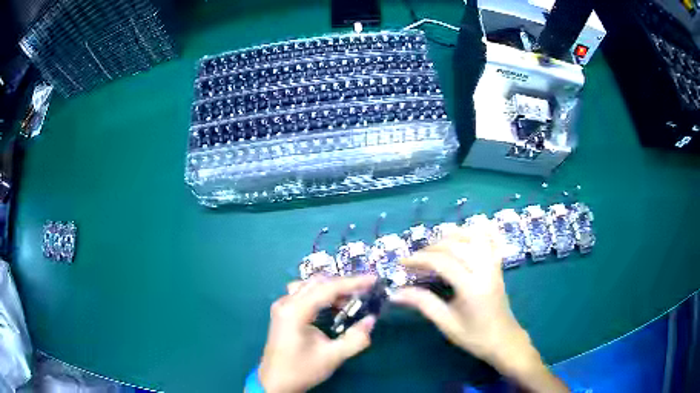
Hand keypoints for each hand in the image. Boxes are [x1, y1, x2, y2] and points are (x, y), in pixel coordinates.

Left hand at [259, 276, 376, 392]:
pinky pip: (303, 293)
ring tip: (350, 299)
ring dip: (331, 289)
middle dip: (343, 285)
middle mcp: (286, 303)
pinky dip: (321, 295)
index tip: (373, 280)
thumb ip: (355, 339)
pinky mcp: (283, 312)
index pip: (327, 288)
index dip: (352, 283)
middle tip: (364, 292)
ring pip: (309, 286)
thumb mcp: (332, 357)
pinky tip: (332, 306)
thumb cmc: (301, 370)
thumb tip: (371, 320)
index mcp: (295, 311)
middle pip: (317, 283)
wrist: (275, 382)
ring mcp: (282, 306)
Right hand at [392, 227, 525, 365]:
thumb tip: (395, 293)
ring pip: (473, 237)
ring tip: (435, 246)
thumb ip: (423, 303)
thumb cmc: (474, 336)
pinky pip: (489, 240)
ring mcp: (493, 265)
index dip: (420, 259)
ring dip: (451, 236)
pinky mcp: (497, 265)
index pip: (443, 262)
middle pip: (456, 246)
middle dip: (431, 248)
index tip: (402, 263)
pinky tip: (464, 234)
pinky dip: (476, 233)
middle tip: (415, 259)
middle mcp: (485, 270)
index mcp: (472, 287)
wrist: (503, 340)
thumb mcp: (446, 323)